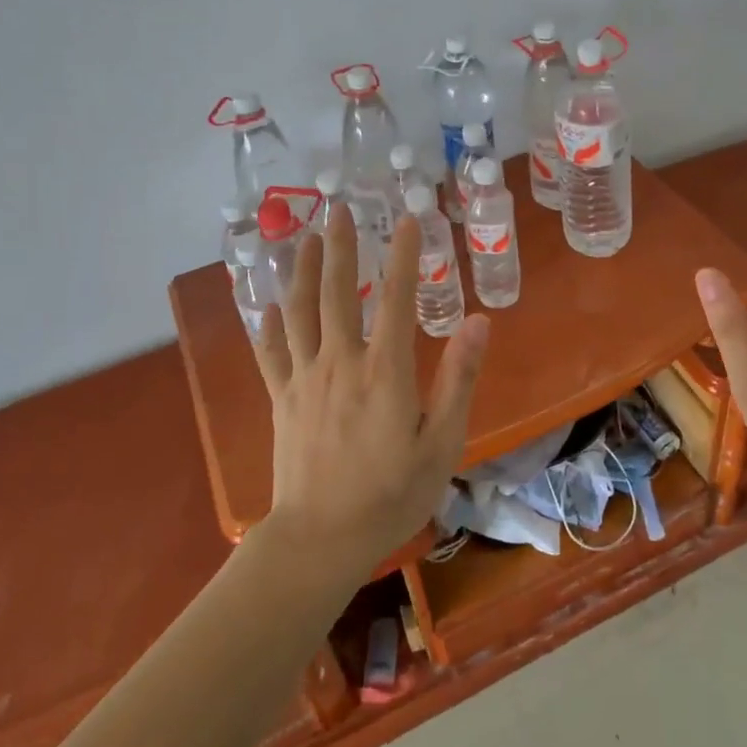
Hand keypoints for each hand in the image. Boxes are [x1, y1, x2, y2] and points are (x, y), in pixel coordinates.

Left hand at [251, 203, 489, 578]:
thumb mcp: (442, 442)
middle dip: (339, 246)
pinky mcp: (282, 399)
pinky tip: (267, 303)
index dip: (402, 254)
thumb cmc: (391, 493)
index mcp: (384, 370)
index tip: (408, 218)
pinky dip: (269, 323)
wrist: (321, 538)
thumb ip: (459, 379)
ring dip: (300, 269)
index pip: (394, 297)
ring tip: (303, 236)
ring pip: (298, 311)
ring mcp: (304, 378)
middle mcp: (340, 362)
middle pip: (336, 291)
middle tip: (338, 208)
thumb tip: (479, 323)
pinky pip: (271, 352)